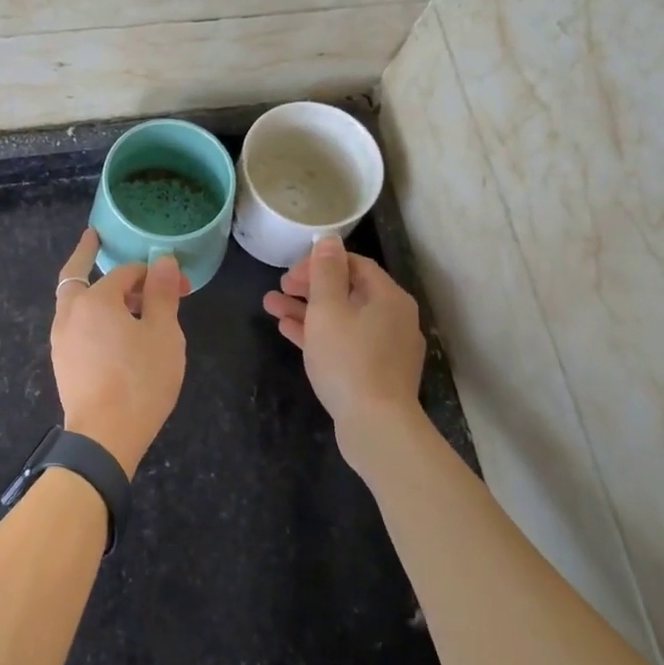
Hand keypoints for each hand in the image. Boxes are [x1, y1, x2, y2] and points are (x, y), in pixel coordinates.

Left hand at [50, 229, 186, 477]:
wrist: (104, 437)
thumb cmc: (140, 381)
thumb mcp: (163, 334)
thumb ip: (160, 294)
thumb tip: (162, 261)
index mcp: (95, 300)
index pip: (125, 272)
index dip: (152, 273)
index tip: (178, 284)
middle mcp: (70, 313)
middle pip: (76, 275)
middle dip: (88, 256)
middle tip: (97, 242)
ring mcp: (61, 339)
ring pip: (74, 302)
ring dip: (94, 291)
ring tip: (121, 297)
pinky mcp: (63, 363)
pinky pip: (75, 325)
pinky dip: (90, 315)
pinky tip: (111, 331)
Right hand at [263, 236, 424, 466]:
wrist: (376, 425)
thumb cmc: (349, 359)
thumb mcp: (328, 309)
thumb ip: (325, 272)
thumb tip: (328, 239)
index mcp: (388, 297)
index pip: (354, 264)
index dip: (319, 263)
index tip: (290, 273)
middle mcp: (393, 317)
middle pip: (348, 291)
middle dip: (309, 287)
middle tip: (279, 288)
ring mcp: (386, 346)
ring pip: (342, 318)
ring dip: (307, 310)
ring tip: (271, 306)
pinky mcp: (376, 371)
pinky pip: (344, 341)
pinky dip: (318, 333)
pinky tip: (288, 331)